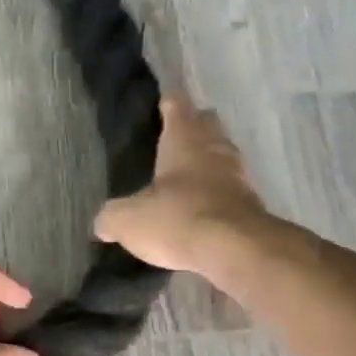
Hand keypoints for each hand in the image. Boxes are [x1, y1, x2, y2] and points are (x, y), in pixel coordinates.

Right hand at [95, 96, 275, 278]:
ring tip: (186, 175)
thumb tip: (103, 224)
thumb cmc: (178, 218)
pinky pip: (231, 187)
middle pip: (207, 124)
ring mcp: (239, 175)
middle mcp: (215, 148)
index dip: (168, 104)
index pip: (177, 106)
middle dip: (193, 127)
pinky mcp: (252, 204)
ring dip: (207, 161)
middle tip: (172, 139)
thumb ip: (111, 217)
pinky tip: (202, 206)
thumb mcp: (128, 220)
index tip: (160, 105)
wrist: (236, 250)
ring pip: (222, 155)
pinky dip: (218, 192)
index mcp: (184, 139)